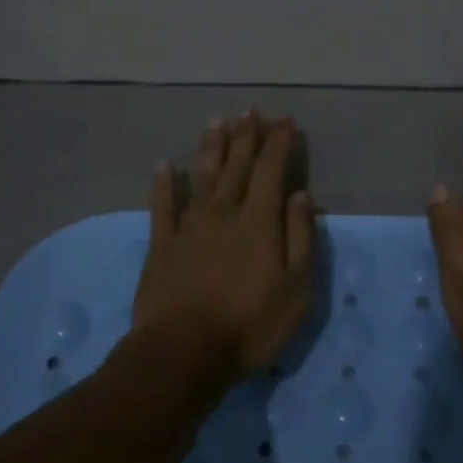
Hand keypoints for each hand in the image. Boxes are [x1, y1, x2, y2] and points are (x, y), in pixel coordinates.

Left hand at [132, 112, 317, 380]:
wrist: (183, 352)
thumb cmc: (250, 324)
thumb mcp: (296, 288)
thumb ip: (300, 237)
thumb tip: (300, 194)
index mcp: (259, 221)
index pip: (272, 169)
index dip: (280, 142)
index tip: (286, 121)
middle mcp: (224, 212)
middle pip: (237, 165)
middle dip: (247, 135)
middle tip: (251, 110)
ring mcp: (189, 226)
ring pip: (203, 176)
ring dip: (211, 147)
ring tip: (217, 121)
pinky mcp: (162, 245)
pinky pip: (163, 205)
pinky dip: (164, 184)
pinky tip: (164, 165)